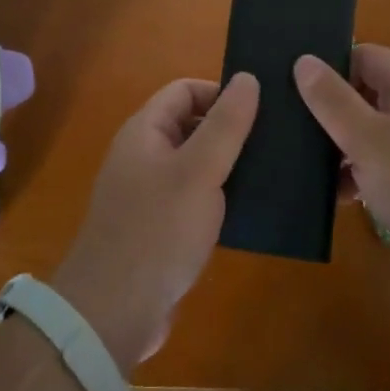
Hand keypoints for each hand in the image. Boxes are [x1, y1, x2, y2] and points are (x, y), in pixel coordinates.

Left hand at [54, 73, 258, 373]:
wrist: (113, 313)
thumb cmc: (158, 230)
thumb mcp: (199, 170)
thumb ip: (226, 124)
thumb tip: (248, 77)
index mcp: (144, 131)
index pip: (185, 90)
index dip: (221, 93)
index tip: (262, 110)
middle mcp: (143, 156)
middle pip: (191, 125)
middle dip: (230, 129)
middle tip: (276, 141)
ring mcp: (149, 194)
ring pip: (196, 164)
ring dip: (229, 166)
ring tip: (273, 173)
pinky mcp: (159, 229)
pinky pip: (194, 199)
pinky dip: (220, 198)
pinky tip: (251, 211)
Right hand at [295, 44, 389, 260]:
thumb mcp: (367, 140)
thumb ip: (332, 100)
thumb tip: (303, 60)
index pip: (359, 55)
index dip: (327, 69)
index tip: (290, 91)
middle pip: (363, 92)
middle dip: (329, 113)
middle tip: (288, 130)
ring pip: (371, 129)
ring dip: (342, 147)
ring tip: (304, 168)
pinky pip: (385, 158)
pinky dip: (362, 171)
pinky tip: (338, 196)